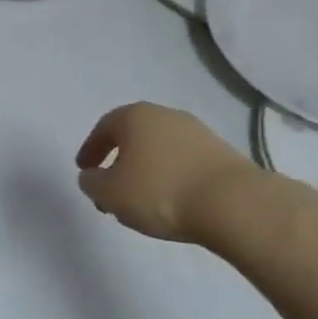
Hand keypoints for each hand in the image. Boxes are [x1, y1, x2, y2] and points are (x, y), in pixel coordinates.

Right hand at [74, 102, 265, 243]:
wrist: (232, 203)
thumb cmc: (160, 192)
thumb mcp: (111, 194)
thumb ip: (92, 183)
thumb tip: (92, 176)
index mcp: (135, 116)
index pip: (104, 127)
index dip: (91, 149)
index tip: (84, 170)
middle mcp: (165, 115)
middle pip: (134, 135)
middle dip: (119, 160)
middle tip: (111, 187)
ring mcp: (196, 131)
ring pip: (160, 148)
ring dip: (147, 169)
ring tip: (142, 199)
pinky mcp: (220, 152)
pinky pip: (184, 161)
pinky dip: (171, 176)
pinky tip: (172, 199)